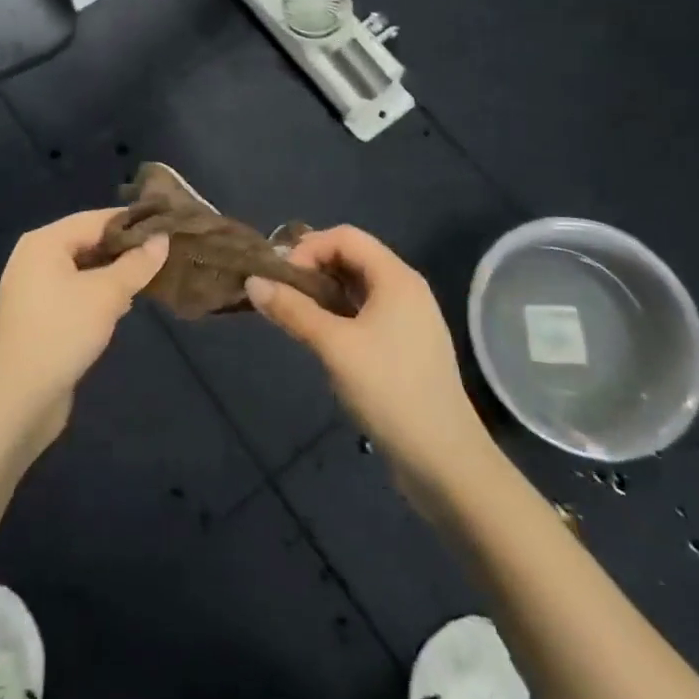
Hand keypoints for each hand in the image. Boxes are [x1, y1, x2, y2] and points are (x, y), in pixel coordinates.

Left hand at [0, 209, 167, 450]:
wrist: (18, 398)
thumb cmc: (63, 333)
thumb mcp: (107, 295)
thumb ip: (136, 264)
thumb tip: (162, 239)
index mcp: (44, 241)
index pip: (96, 219)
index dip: (132, 223)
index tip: (167, 228)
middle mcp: (33, 257)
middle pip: (87, 242)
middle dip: (123, 250)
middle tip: (162, 257)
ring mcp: (31, 287)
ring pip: (81, 269)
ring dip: (112, 274)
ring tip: (147, 281)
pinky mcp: (35, 314)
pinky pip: (71, 291)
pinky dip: (95, 293)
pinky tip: (119, 307)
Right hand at [247, 226, 490, 495]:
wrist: (445, 462)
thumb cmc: (389, 390)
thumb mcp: (334, 346)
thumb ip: (293, 310)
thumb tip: (252, 282)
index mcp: (396, 278)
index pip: (345, 236)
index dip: (309, 248)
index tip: (281, 277)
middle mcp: (406, 289)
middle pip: (352, 257)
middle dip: (313, 268)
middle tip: (280, 293)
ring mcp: (409, 320)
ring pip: (357, 287)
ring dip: (323, 293)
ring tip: (293, 314)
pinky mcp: (406, 347)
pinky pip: (366, 313)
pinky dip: (339, 314)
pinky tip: (320, 338)